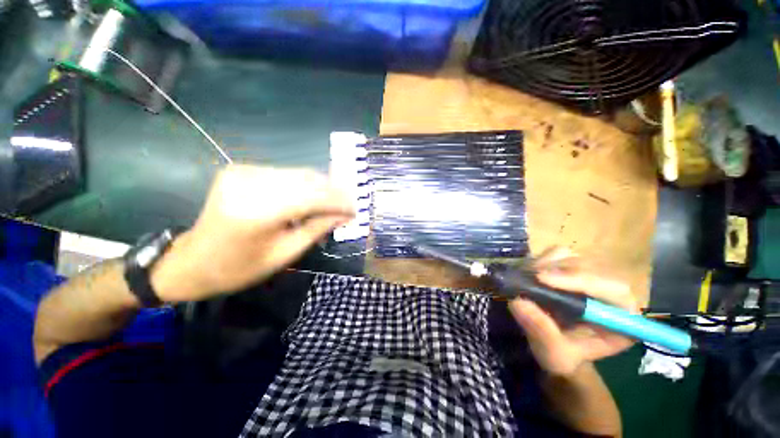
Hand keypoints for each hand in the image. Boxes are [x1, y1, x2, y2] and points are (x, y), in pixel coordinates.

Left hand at [151, 165, 353, 301]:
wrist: (192, 261)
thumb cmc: (240, 267)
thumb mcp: (285, 254)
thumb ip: (318, 229)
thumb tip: (345, 215)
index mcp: (256, 212)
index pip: (312, 197)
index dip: (338, 201)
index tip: (356, 209)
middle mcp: (248, 183)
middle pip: (307, 179)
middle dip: (333, 191)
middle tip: (350, 204)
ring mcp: (243, 172)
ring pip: (298, 173)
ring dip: (322, 187)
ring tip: (336, 201)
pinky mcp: (241, 169)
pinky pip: (285, 173)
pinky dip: (305, 184)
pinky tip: (313, 196)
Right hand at [509, 248, 637, 376]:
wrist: (555, 348)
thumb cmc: (563, 357)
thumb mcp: (554, 353)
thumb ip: (541, 330)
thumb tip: (517, 302)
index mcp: (621, 316)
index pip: (612, 288)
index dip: (578, 279)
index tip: (542, 279)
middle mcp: (610, 291)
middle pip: (588, 266)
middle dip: (555, 270)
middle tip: (527, 277)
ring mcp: (589, 276)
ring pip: (570, 256)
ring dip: (545, 264)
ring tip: (526, 278)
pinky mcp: (570, 269)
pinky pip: (556, 254)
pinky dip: (539, 260)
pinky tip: (529, 274)